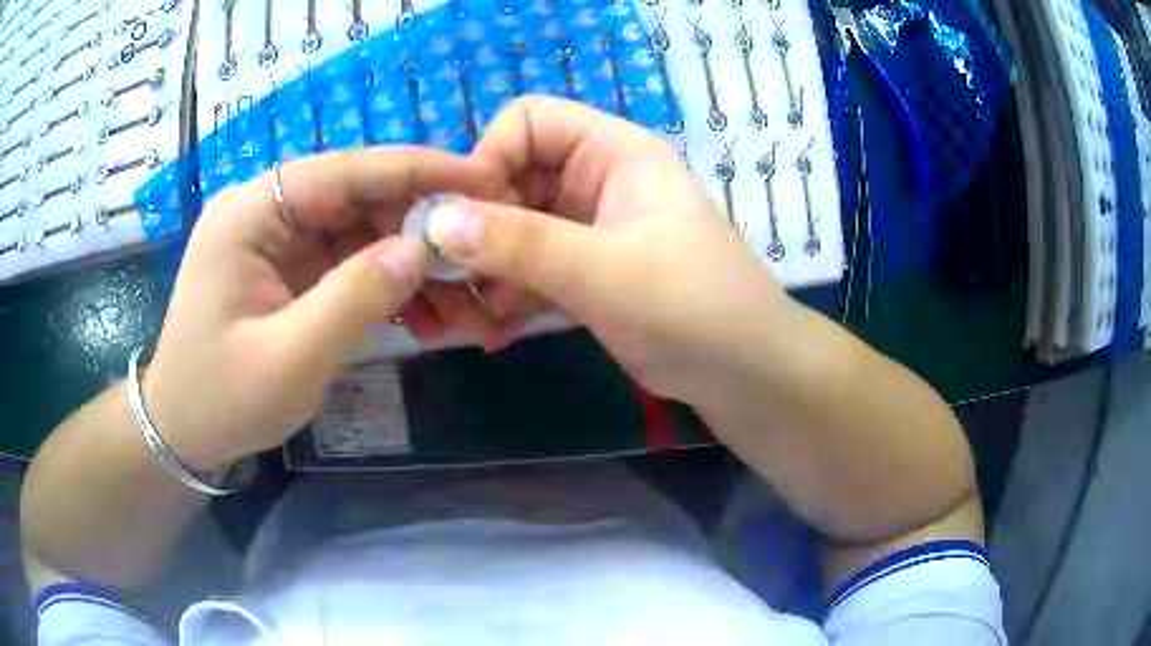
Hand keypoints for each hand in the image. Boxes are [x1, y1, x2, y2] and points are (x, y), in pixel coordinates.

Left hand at [143, 148, 499, 470]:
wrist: (183, 431)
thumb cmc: (221, 400)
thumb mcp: (288, 360)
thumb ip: (354, 299)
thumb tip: (421, 248)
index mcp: (249, 213)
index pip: (342, 171)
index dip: (414, 169)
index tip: (482, 176)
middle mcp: (263, 210)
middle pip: (356, 196)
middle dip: (419, 223)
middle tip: (480, 253)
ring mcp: (276, 238)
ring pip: (360, 228)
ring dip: (409, 259)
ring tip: (460, 298)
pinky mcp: (288, 266)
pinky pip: (348, 259)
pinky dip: (387, 281)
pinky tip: (421, 313)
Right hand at [426, 97, 787, 406]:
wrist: (746, 375)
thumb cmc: (694, 310)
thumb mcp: (607, 273)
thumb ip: (521, 244)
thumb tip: (437, 220)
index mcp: (612, 152)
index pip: (527, 122)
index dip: (487, 160)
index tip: (462, 220)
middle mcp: (597, 181)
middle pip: (511, 178)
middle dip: (478, 230)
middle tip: (456, 284)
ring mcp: (589, 229)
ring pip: (513, 230)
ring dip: (487, 271)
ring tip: (477, 319)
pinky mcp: (586, 274)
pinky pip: (529, 270)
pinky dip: (509, 297)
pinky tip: (496, 333)